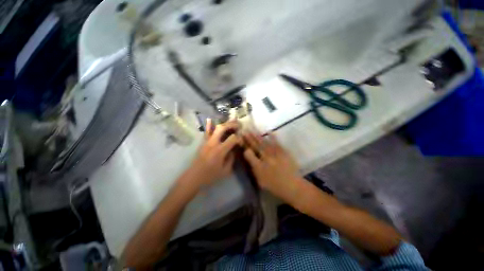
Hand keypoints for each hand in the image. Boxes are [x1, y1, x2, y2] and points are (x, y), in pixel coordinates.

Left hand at [188, 119, 241, 188]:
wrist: (194, 177)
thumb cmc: (210, 176)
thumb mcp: (225, 171)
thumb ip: (231, 159)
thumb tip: (233, 150)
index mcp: (220, 151)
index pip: (232, 139)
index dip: (239, 138)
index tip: (242, 141)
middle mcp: (213, 143)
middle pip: (222, 128)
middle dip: (232, 125)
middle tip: (239, 125)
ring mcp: (207, 141)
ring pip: (215, 128)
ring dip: (224, 123)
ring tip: (232, 121)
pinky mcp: (203, 143)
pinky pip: (206, 132)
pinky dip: (209, 125)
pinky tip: (210, 119)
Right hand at [243, 132, 302, 201]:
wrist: (292, 186)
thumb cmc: (274, 186)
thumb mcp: (260, 181)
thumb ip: (254, 170)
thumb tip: (250, 160)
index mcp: (259, 166)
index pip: (248, 154)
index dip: (245, 148)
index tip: (242, 143)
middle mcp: (266, 158)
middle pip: (255, 146)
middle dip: (249, 138)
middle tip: (244, 131)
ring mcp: (275, 154)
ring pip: (264, 143)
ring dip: (257, 136)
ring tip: (252, 129)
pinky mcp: (283, 152)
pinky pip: (277, 143)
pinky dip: (273, 137)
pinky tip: (269, 132)